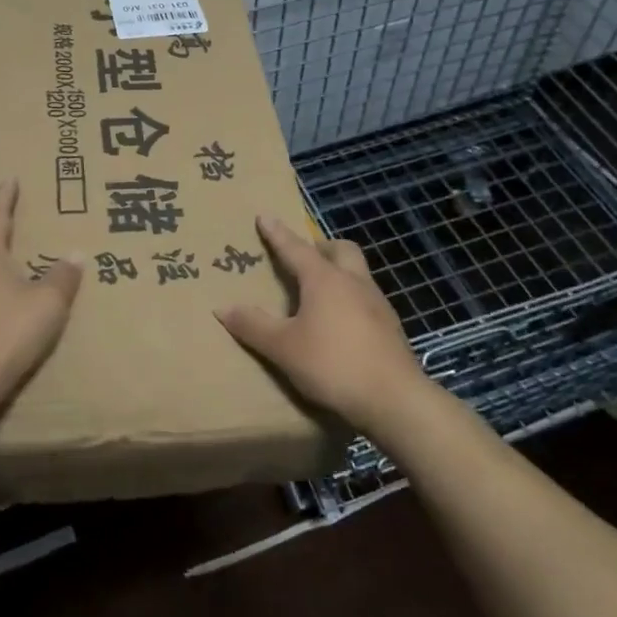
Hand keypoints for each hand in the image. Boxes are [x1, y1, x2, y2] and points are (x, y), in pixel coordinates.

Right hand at [215, 214, 430, 432]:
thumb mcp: (283, 347)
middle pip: (340, 249)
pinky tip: (340, 324)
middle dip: (321, 247)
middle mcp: (353, 282)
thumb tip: (223, 308)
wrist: (394, 400)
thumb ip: (253, 325)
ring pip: (357, 273)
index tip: (265, 216)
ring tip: (319, 293)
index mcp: (324, 279)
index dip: (277, 233)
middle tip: (304, 258)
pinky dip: (350, 300)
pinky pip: (366, 299)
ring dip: (339, 273)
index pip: (295, 248)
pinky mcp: (390, 328)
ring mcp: (377, 303)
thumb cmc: (333, 364)